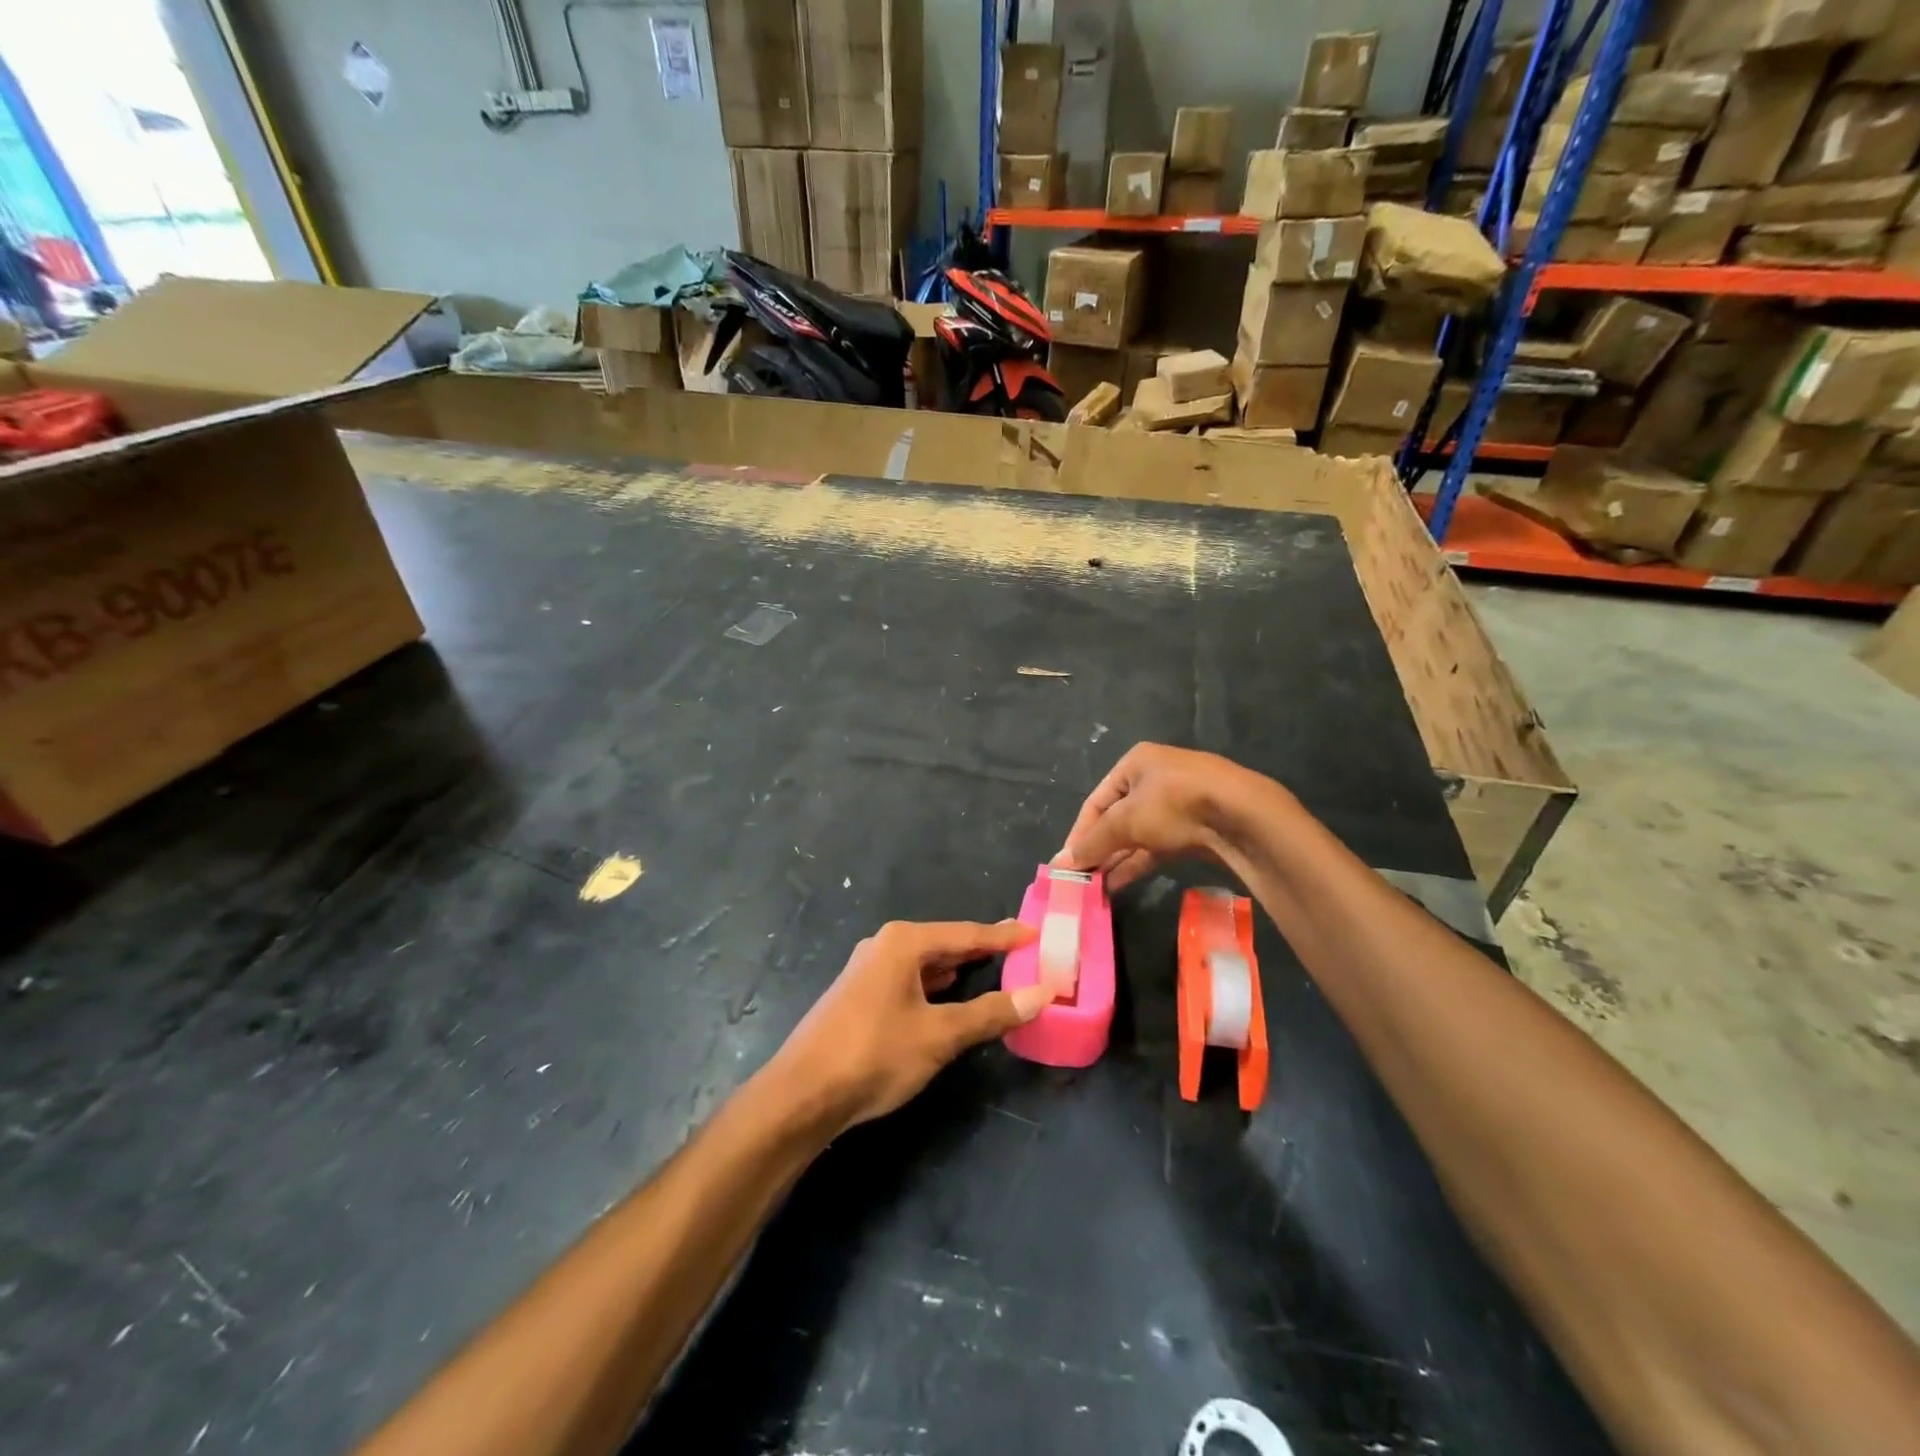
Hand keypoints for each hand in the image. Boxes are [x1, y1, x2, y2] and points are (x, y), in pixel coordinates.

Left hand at [772, 920, 1047, 1131]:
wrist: (801, 1094)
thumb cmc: (875, 1054)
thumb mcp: (939, 1035)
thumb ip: (990, 1013)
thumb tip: (1040, 994)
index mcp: (904, 942)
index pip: (966, 933)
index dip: (1004, 935)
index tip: (1035, 932)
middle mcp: (884, 946)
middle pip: (945, 943)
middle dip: (981, 949)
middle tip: (1020, 951)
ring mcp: (867, 970)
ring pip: (925, 963)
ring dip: (958, 968)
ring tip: (992, 969)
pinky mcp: (859, 996)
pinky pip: (909, 980)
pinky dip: (935, 985)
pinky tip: (947, 995)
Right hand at [1056, 742, 1267, 890]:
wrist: (1242, 816)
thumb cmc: (1174, 804)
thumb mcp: (1126, 821)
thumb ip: (1093, 843)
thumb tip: (1059, 863)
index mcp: (1136, 763)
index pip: (1096, 801)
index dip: (1080, 833)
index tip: (1068, 863)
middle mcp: (1155, 778)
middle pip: (1117, 818)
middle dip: (1099, 848)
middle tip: (1082, 878)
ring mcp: (1178, 803)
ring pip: (1138, 834)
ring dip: (1117, 859)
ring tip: (1096, 888)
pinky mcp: (1195, 828)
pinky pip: (1158, 846)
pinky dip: (1138, 862)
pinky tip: (1120, 884)